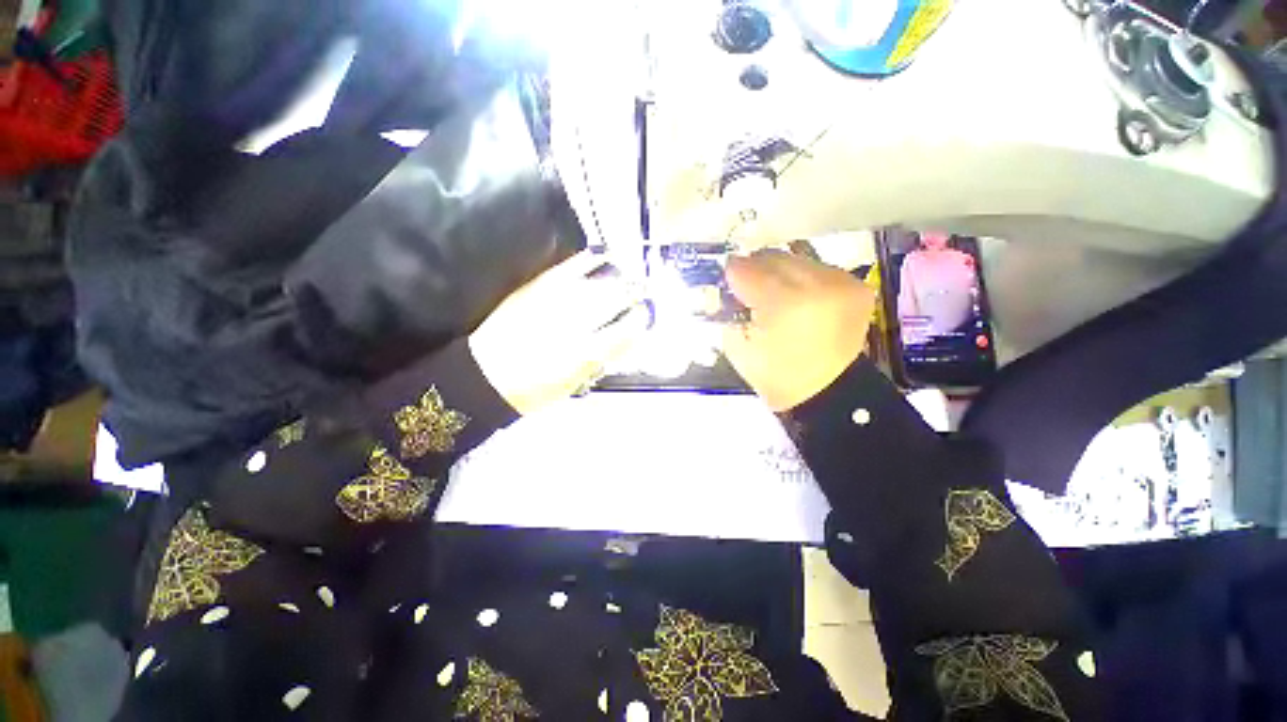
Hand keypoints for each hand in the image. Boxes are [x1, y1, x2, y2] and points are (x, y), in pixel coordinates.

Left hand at [469, 250, 649, 414]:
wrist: (485, 377)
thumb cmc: (534, 390)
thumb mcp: (575, 383)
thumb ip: (603, 358)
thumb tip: (626, 337)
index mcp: (587, 351)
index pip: (627, 328)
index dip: (641, 319)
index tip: (645, 315)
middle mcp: (576, 321)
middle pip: (616, 299)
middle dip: (633, 294)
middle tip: (641, 292)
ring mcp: (556, 300)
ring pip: (598, 281)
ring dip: (619, 277)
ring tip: (628, 275)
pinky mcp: (538, 286)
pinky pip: (570, 266)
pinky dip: (591, 258)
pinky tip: (603, 253)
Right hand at [721, 251, 875, 411]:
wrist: (826, 392)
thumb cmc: (775, 375)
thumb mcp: (737, 346)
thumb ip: (726, 309)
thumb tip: (726, 284)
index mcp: (784, 303)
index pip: (746, 269)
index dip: (731, 274)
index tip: (727, 283)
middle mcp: (818, 284)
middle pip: (773, 257)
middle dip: (755, 271)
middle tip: (748, 290)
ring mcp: (842, 282)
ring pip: (795, 259)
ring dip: (778, 274)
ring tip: (775, 296)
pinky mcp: (856, 286)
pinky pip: (817, 268)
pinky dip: (801, 280)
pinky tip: (799, 300)